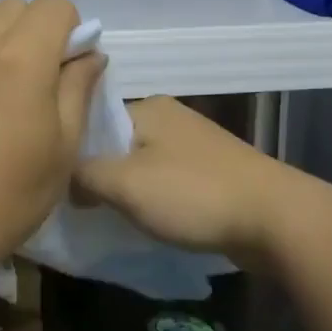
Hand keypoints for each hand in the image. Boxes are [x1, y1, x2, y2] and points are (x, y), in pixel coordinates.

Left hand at [0, 0, 106, 274]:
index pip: (53, 4)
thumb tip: (88, 55)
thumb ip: (77, 89)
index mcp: (19, 57)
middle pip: (11, 9)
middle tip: (20, 84)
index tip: (60, 66)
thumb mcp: (61, 149)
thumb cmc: (5, 198)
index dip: (66, 30)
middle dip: (26, 34)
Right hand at [74, 96, 288, 261]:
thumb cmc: (193, 194)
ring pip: (141, 166)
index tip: (57, 185)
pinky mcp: (212, 174)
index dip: (71, 152)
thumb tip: (65, 181)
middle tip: (79, 208)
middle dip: (98, 176)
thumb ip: (83, 175)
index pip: (93, 121)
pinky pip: (167, 184)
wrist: (275, 220)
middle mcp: (171, 118)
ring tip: (108, 219)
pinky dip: (153, 202)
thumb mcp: (124, 183)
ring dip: (126, 192)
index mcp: (148, 107)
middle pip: (116, 144)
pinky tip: (146, 223)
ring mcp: (194, 146)